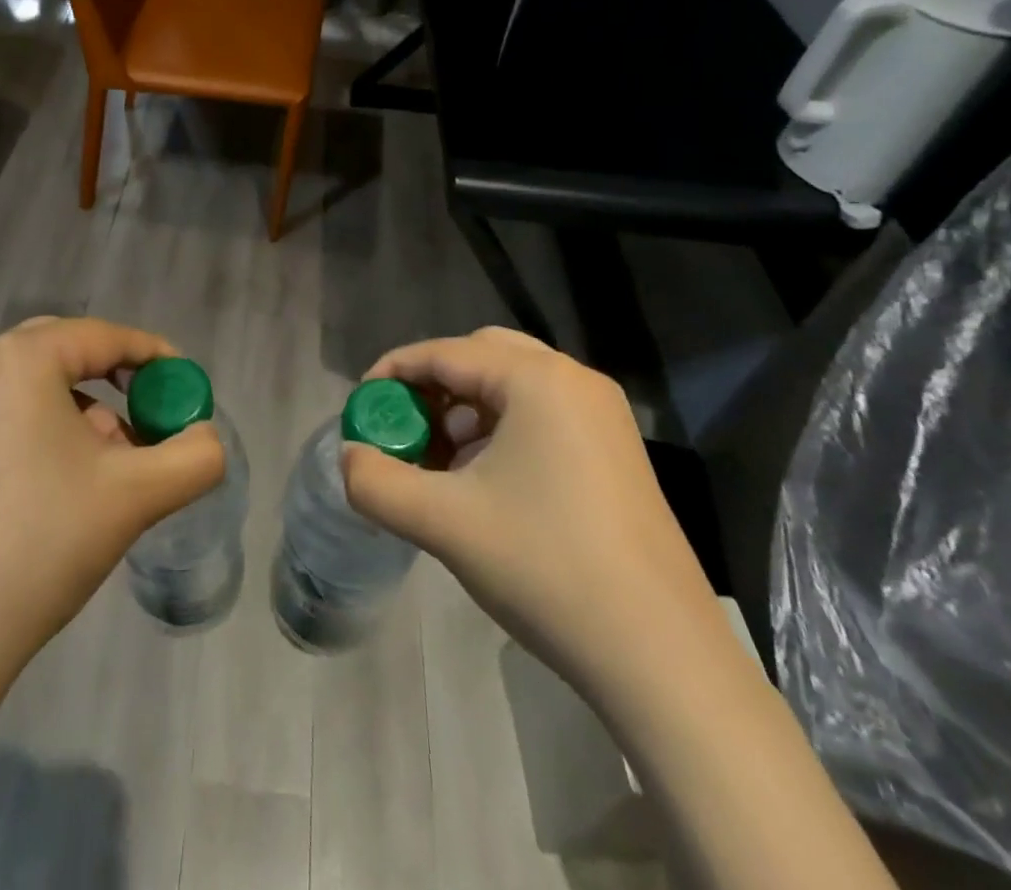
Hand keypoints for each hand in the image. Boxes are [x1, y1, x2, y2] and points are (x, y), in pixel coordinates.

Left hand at [0, 316, 225, 660]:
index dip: (155, 356)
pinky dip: (50, 430)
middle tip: (150, 413)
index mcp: (21, 358)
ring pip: (39, 386)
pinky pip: (10, 414)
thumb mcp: (138, 493)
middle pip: (69, 352)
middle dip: (117, 380)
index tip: (187, 387)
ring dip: (86, 410)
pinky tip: (69, 484)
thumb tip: (207, 439)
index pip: (105, 337)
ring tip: (114, 462)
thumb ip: (194, 457)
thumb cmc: (45, 538)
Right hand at [341, 327, 732, 709]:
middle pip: (481, 356)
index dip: (393, 372)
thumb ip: (377, 483)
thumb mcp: (443, 523)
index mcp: (537, 379)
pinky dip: (500, 430)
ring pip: (512, 386)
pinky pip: (542, 415)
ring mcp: (603, 416)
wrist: (662, 657)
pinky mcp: (616, 452)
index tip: (361, 407)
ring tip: (438, 461)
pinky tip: (483, 480)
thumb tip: (348, 459)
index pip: (445, 353)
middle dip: (432, 386)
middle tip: (403, 428)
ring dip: (465, 409)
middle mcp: (574, 381)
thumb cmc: (546, 568)